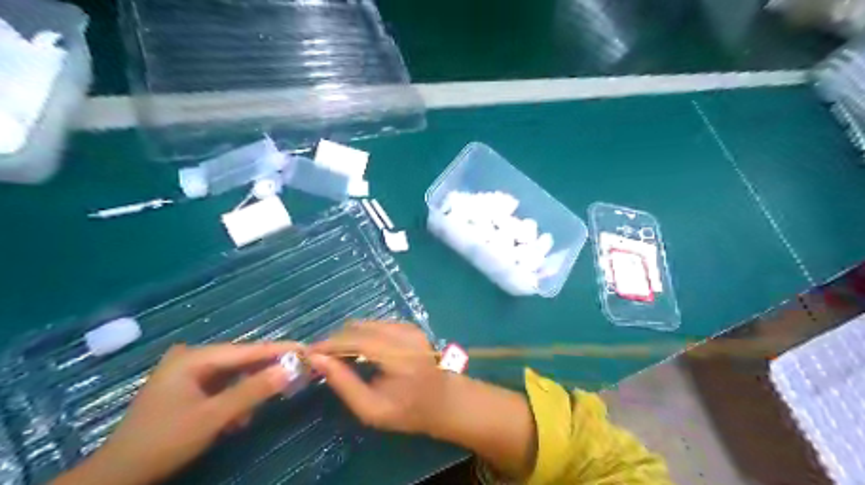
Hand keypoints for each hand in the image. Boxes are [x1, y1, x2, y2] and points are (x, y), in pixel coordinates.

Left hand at [56, 341, 302, 484]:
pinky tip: (236, 418)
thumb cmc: (164, 441)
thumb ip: (253, 390)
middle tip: (295, 375)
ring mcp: (187, 373)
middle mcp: (191, 358)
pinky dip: (234, 399)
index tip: (306, 349)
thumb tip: (291, 369)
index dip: (278, 350)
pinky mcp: (187, 389)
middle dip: (265, 372)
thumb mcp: (213, 416)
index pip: (247, 350)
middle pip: (240, 360)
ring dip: (248, 390)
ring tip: (261, 406)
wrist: (119, 476)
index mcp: (194, 358)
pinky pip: (222, 387)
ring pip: (233, 375)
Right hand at [308, 324, 537, 479]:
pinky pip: (376, 325)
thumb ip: (344, 384)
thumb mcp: (373, 408)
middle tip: (321, 359)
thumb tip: (317, 360)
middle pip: (358, 327)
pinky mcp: (409, 325)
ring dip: (348, 337)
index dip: (328, 345)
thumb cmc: (409, 411)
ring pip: (365, 324)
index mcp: (398, 355)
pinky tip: (358, 353)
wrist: (446, 400)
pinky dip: (361, 335)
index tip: (307, 354)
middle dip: (336, 341)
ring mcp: (408, 326)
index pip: (354, 340)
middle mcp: (404, 333)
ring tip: (338, 358)